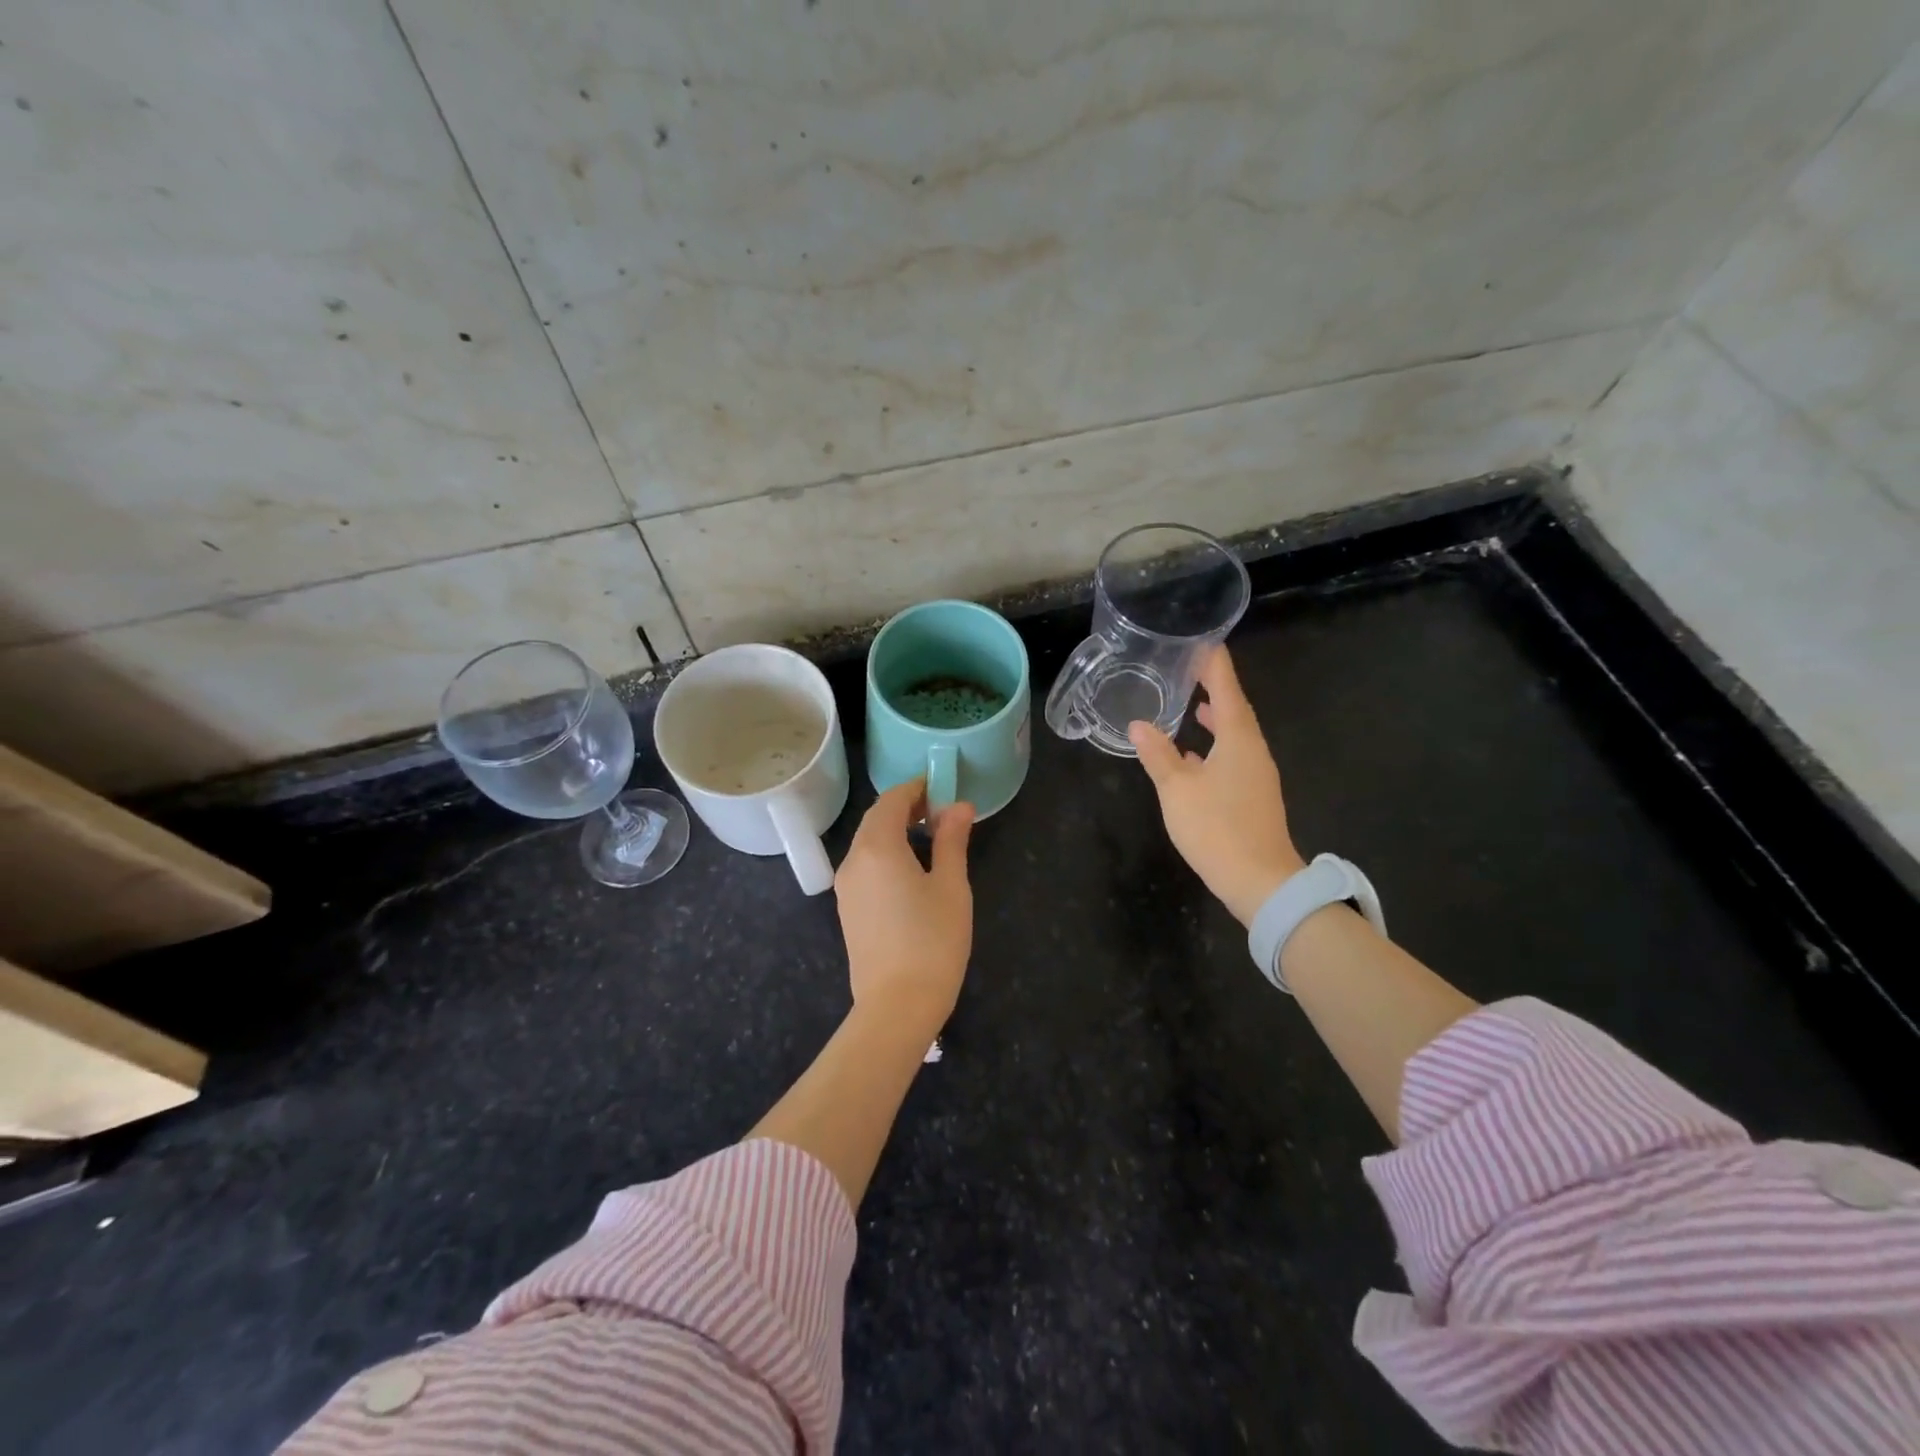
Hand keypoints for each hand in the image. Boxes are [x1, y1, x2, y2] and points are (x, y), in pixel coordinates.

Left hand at [834, 780, 974, 1032]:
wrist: (896, 1006)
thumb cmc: (932, 941)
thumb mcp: (951, 886)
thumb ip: (951, 840)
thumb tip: (958, 806)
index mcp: (877, 847)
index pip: (891, 801)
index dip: (916, 789)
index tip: (942, 788)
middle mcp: (853, 861)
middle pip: (875, 819)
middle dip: (905, 808)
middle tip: (940, 811)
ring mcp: (846, 887)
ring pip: (867, 843)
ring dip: (894, 831)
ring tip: (930, 837)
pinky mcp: (847, 910)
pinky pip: (864, 866)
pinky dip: (885, 854)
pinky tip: (910, 869)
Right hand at [1130, 646, 1304, 925]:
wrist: (1260, 882)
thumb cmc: (1217, 828)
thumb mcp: (1177, 789)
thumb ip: (1158, 755)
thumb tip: (1139, 724)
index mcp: (1238, 739)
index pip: (1227, 689)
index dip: (1214, 665)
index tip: (1203, 642)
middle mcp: (1253, 750)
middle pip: (1236, 709)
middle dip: (1215, 688)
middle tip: (1191, 670)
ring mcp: (1256, 774)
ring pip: (1235, 735)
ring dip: (1217, 718)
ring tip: (1195, 706)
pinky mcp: (1253, 796)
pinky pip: (1234, 757)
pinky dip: (1215, 746)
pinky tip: (1194, 756)